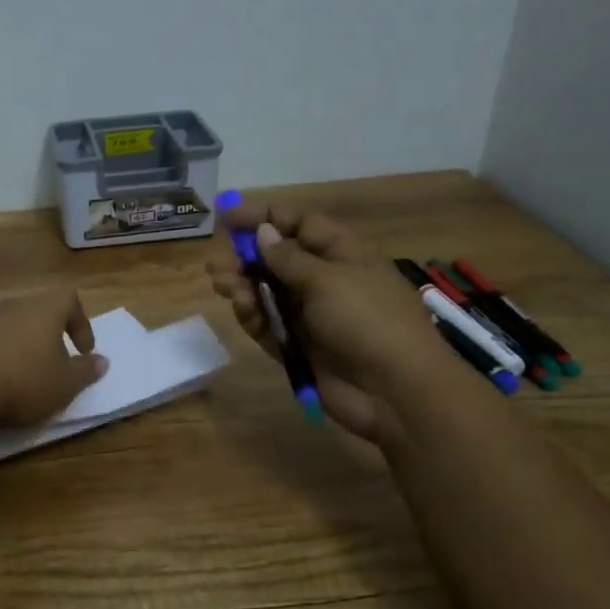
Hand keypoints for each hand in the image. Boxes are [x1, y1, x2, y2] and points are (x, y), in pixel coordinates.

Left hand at [0, 290, 107, 429]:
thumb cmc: (24, 382)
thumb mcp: (66, 384)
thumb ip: (86, 371)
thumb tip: (101, 361)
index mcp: (44, 309)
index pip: (69, 299)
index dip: (81, 323)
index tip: (84, 351)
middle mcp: (14, 307)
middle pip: (40, 310)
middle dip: (52, 335)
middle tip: (58, 362)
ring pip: (15, 325)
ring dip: (26, 346)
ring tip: (30, 376)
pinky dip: (3, 356)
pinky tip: (2, 382)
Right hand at [205, 201, 454, 441]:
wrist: (394, 390)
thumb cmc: (367, 320)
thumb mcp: (327, 279)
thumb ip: (287, 257)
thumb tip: (264, 232)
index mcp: (342, 253)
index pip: (299, 224)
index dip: (264, 217)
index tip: (227, 218)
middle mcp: (324, 280)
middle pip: (276, 259)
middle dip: (245, 258)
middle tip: (216, 264)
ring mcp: (310, 315)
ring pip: (267, 292)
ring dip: (243, 286)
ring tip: (223, 286)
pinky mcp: (298, 346)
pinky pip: (268, 324)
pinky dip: (253, 315)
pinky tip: (244, 310)